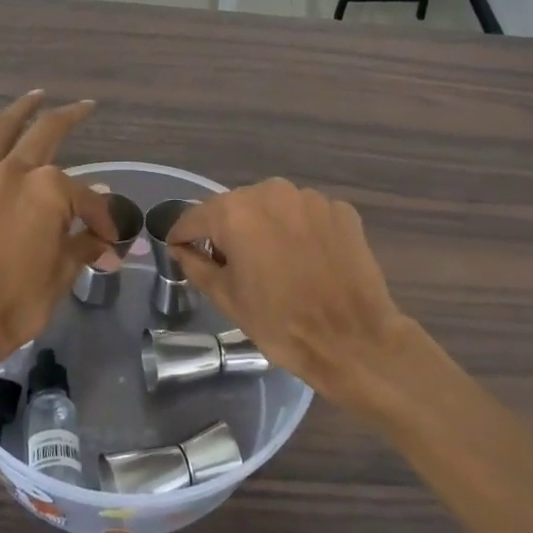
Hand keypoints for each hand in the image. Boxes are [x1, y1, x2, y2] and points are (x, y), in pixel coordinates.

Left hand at [0, 89, 116, 374]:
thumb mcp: (63, 273)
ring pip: (4, 130)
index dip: (103, 218)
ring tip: (37, 94)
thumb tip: (105, 236)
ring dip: (23, 108)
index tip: (110, 240)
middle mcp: (18, 172)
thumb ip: (84, 243)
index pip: (88, 197)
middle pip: (49, 136)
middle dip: (71, 119)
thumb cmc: (19, 300)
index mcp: (51, 191)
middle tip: (86, 108)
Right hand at [166, 179, 420, 416]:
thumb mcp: (226, 298)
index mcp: (236, 212)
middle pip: (236, 207)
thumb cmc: (280, 323)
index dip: (183, 234)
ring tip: (275, 263)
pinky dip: (300, 231)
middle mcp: (271, 192)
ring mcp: (310, 198)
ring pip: (274, 207)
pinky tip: (307, 260)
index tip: (179, 248)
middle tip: (232, 265)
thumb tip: (181, 248)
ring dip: (267, 228)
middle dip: (228, 231)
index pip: (195, 216)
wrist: (353, 340)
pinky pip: (306, 215)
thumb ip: (196, 265)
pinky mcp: (340, 210)